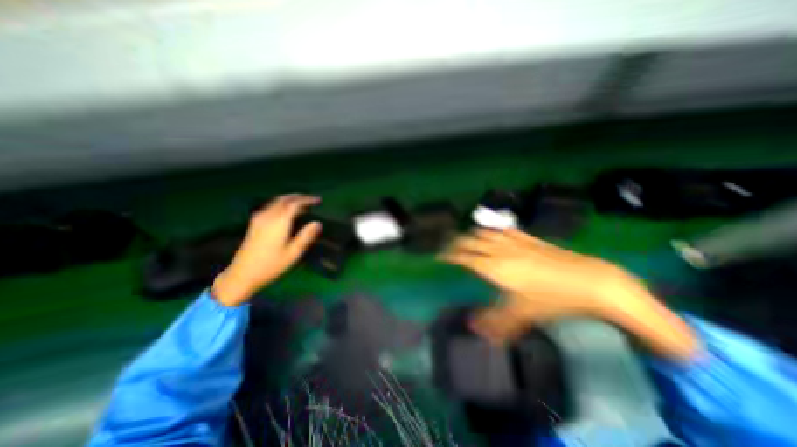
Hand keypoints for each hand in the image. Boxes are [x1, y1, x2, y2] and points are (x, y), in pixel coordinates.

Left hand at [216, 196, 323, 307]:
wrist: (242, 274)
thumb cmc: (271, 265)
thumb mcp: (293, 253)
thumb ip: (306, 236)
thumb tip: (318, 223)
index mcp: (279, 222)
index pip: (294, 203)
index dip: (307, 199)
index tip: (318, 200)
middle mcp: (268, 216)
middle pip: (284, 199)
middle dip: (299, 197)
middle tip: (311, 200)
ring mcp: (259, 218)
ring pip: (276, 201)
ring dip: (290, 199)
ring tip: (302, 204)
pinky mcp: (254, 223)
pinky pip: (270, 206)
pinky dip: (282, 204)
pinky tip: (286, 212)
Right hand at [443, 230, 646, 342]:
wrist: (589, 280)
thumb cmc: (552, 298)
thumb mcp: (523, 314)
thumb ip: (497, 323)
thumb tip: (473, 329)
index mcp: (494, 267)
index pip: (464, 257)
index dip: (450, 255)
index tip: (440, 256)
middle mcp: (499, 250)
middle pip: (471, 241)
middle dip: (456, 243)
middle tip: (449, 248)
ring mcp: (514, 242)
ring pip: (485, 233)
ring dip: (472, 235)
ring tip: (467, 240)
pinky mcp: (528, 238)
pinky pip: (503, 230)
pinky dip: (493, 231)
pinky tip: (494, 233)